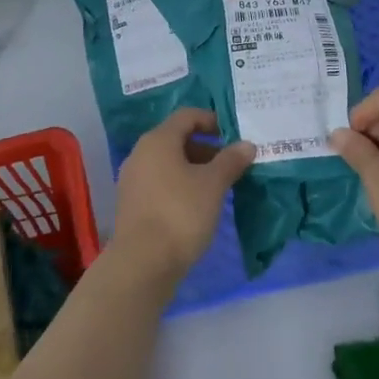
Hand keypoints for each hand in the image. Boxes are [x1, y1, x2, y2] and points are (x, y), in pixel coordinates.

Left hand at [109, 109, 253, 293]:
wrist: (142, 262)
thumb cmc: (180, 213)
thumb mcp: (213, 185)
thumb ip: (230, 161)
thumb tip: (246, 144)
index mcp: (158, 140)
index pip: (186, 116)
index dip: (211, 120)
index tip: (233, 135)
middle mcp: (140, 153)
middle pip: (176, 139)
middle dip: (206, 148)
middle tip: (231, 164)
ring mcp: (133, 179)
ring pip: (168, 163)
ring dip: (194, 168)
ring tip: (219, 186)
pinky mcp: (132, 203)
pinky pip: (159, 182)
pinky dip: (179, 185)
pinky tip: (197, 205)